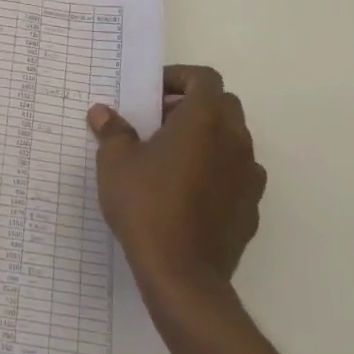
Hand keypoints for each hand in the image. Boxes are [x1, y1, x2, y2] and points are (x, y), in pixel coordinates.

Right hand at [88, 65, 266, 296]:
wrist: (182, 276)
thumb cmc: (147, 205)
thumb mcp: (116, 162)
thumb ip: (112, 131)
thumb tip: (102, 112)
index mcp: (204, 119)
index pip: (204, 77)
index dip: (179, 77)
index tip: (153, 94)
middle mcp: (234, 140)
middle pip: (223, 104)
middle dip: (193, 105)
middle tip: (159, 122)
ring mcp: (248, 175)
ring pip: (233, 139)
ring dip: (208, 138)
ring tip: (172, 157)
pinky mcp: (251, 208)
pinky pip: (238, 174)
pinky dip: (218, 170)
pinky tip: (189, 191)